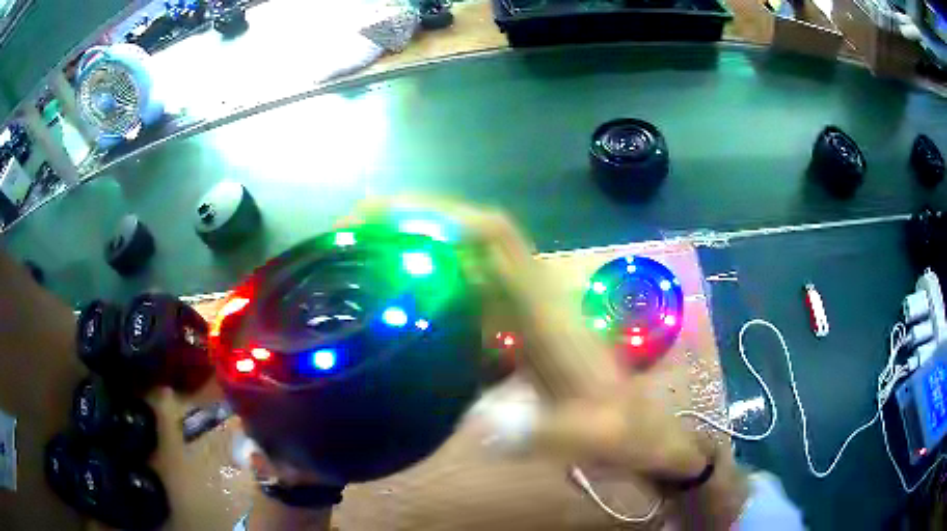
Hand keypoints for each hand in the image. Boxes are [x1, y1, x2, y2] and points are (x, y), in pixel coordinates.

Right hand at [342, 196, 714, 480]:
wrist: (636, 430)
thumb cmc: (619, 428)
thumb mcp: (589, 435)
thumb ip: (544, 433)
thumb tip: (486, 427)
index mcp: (547, 310)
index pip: (498, 239)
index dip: (448, 216)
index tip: (395, 216)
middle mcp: (533, 298)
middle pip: (473, 238)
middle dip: (419, 223)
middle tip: (360, 230)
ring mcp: (526, 314)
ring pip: (469, 264)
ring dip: (423, 251)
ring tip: (369, 259)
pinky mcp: (520, 332)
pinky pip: (471, 297)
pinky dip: (435, 289)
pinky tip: (404, 308)